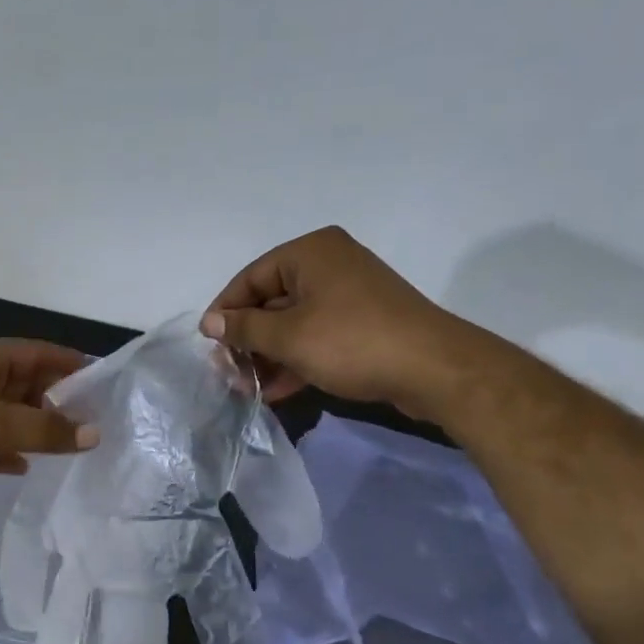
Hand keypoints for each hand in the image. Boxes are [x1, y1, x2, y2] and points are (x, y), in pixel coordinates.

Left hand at [0, 340, 98, 510]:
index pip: (37, 352)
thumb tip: (94, 433)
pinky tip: (25, 465)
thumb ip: (48, 430)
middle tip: (91, 420)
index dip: (69, 363)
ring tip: (68, 443)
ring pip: (6, 413)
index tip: (101, 380)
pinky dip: (6, 449)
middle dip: (55, 398)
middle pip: (22, 382)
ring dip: (33, 426)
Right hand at [201, 226, 490, 416]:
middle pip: (270, 301)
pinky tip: (277, 391)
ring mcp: (348, 294)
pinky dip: (295, 359)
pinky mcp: (362, 323)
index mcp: (309, 253)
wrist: (434, 369)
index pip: (250, 278)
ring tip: (250, 388)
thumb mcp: (288, 337)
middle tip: (230, 373)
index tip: (209, 347)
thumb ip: (244, 329)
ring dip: (269, 356)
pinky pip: (316, 336)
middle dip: (248, 341)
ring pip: (293, 323)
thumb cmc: (352, 343)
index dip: (225, 313)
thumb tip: (210, 323)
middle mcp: (328, 264)